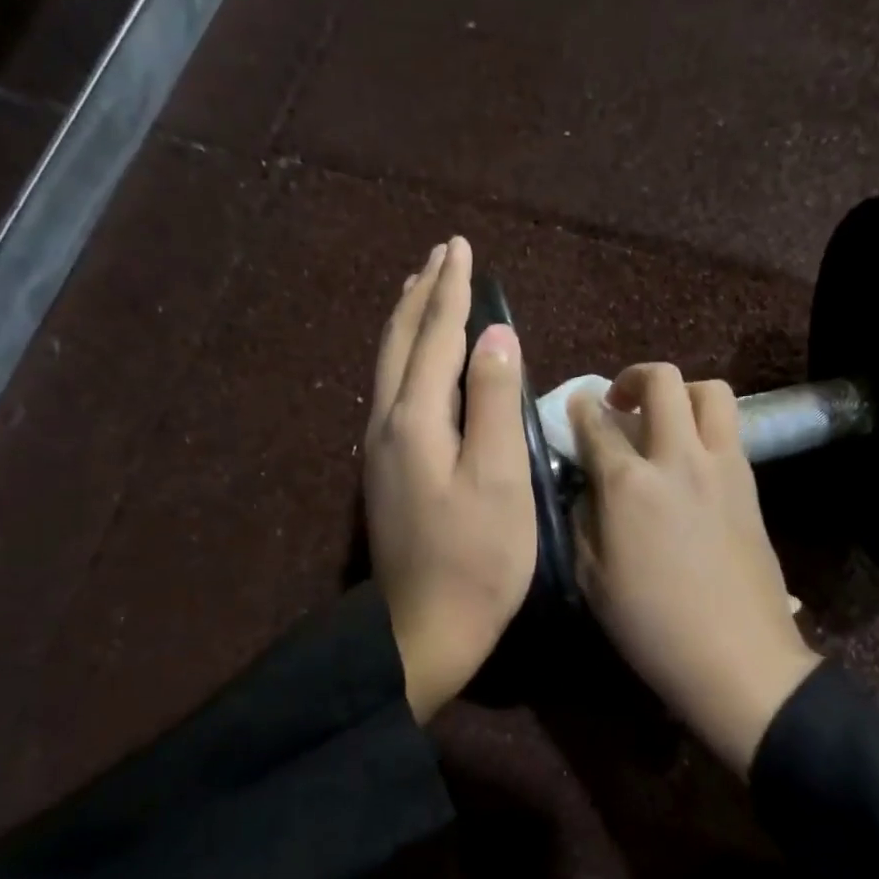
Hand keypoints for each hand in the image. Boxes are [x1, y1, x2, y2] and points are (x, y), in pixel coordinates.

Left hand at [366, 238, 536, 722]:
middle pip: (399, 343)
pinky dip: (404, 359)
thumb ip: (496, 403)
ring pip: (389, 367)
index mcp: (415, 419)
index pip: (434, 337)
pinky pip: (391, 392)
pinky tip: (413, 362)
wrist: (423, 629)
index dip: (450, 291)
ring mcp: (380, 450)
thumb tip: (496, 336)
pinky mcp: (386, 473)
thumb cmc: (476, 559)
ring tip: (420, 292)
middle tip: (438, 256)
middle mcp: (386, 424)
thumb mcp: (499, 480)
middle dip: (421, 295)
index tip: (460, 248)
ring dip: (406, 322)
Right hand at [570, 365, 820, 776]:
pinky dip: (706, 426)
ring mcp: (722, 467)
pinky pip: (730, 430)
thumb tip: (585, 488)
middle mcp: (677, 459)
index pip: (597, 424)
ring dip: (682, 393)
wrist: (736, 657)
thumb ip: (582, 521)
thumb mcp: (592, 579)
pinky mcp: (750, 484)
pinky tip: (690, 459)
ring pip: (711, 392)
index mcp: (629, 484)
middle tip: (620, 404)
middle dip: (634, 378)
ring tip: (664, 421)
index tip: (575, 407)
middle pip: (663, 382)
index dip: (581, 410)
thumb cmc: (652, 626)